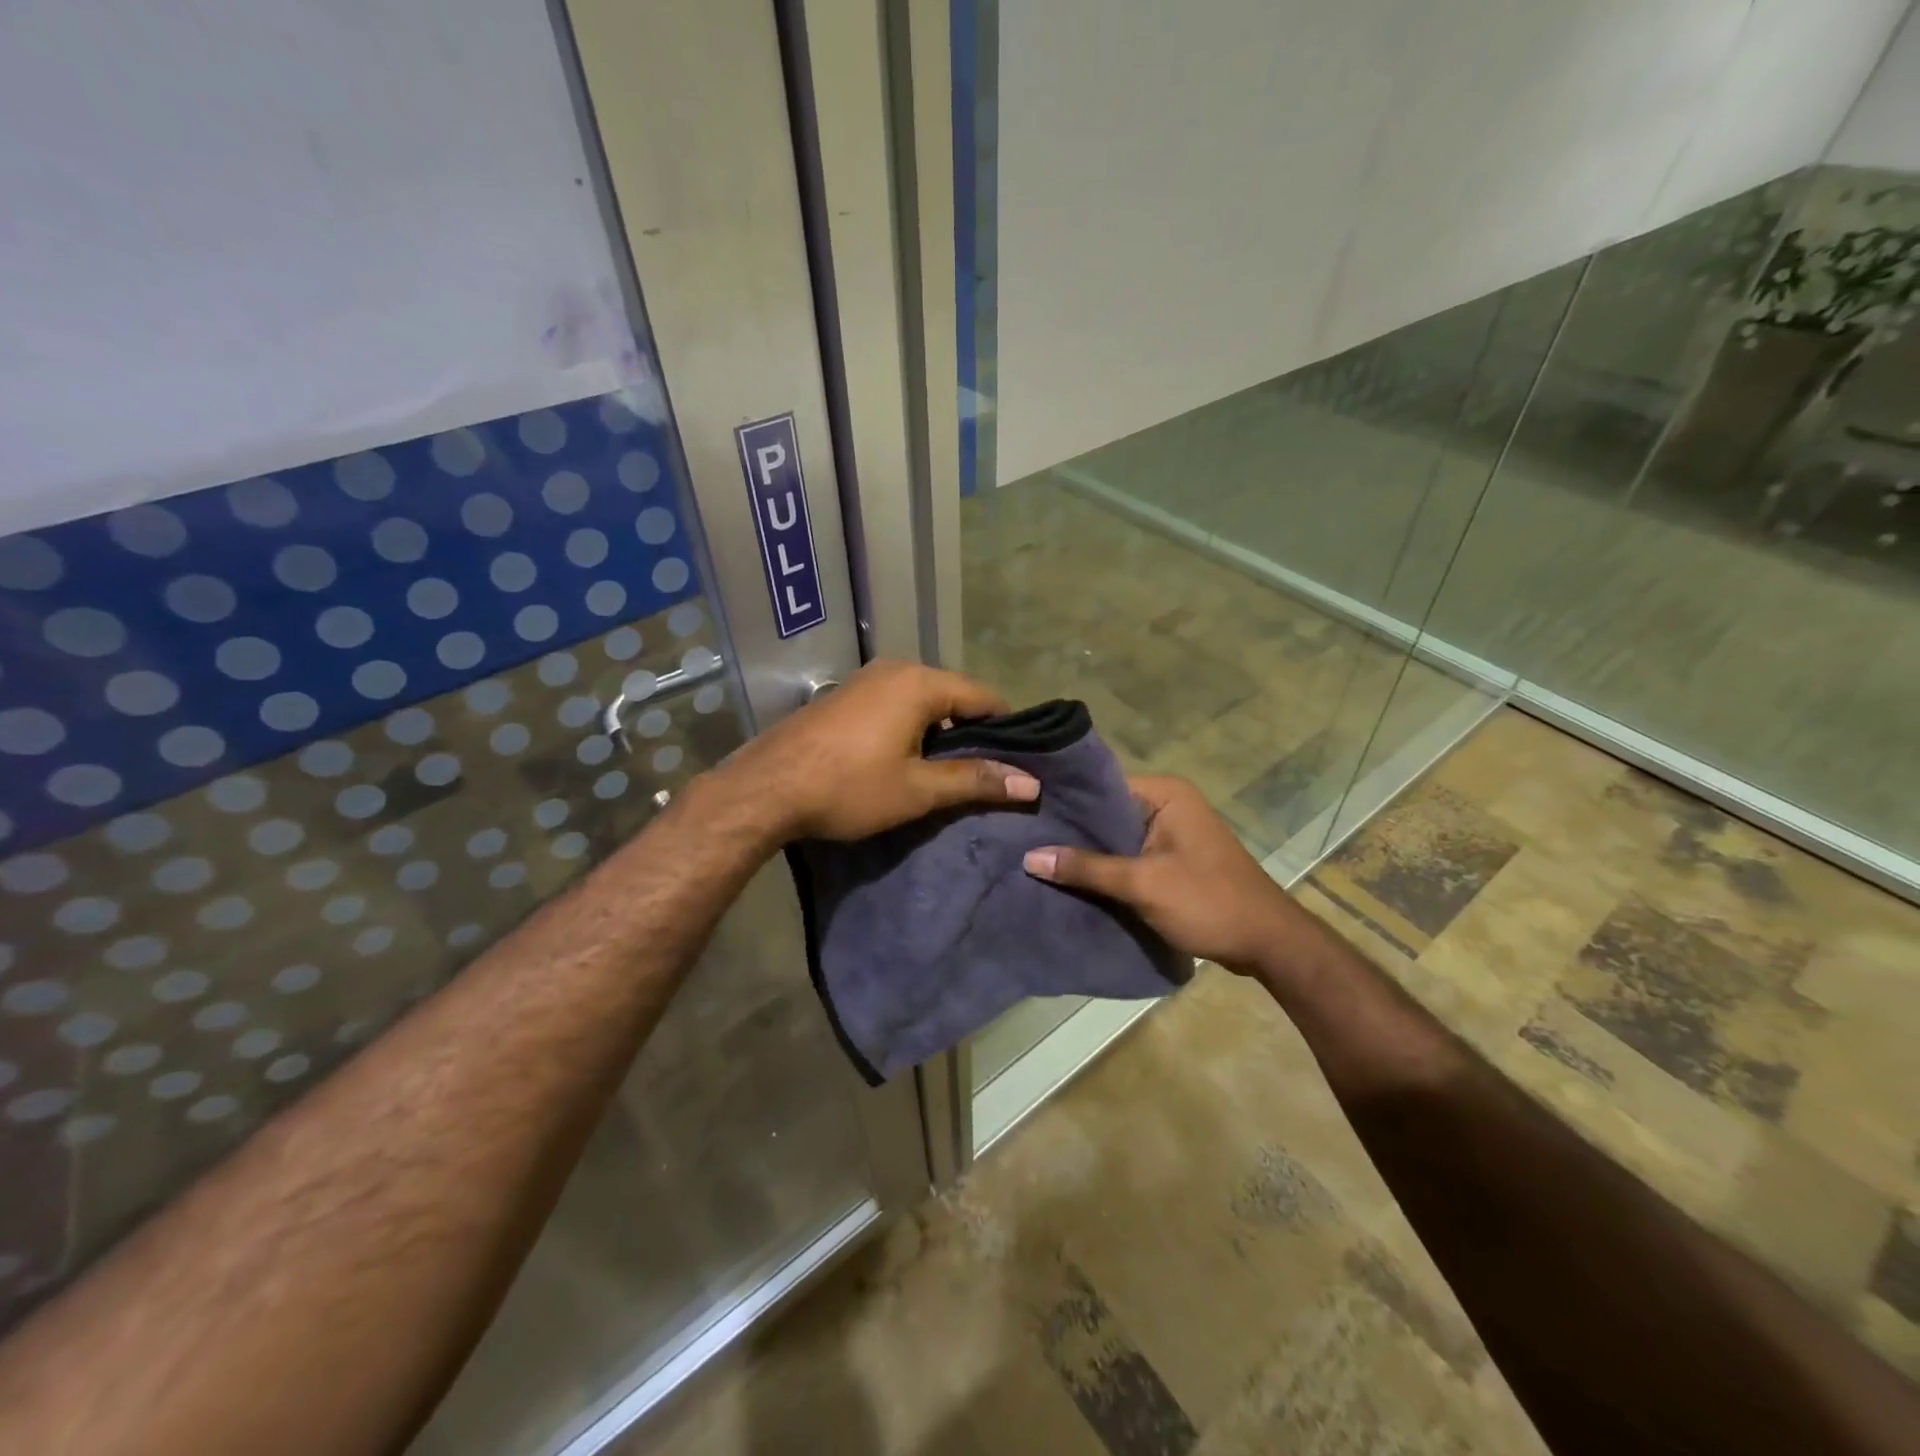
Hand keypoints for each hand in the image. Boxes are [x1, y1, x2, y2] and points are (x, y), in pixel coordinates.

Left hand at [726, 659, 1039, 841]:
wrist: (766, 788)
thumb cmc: (849, 787)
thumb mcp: (917, 790)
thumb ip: (974, 780)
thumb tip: (1029, 784)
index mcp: (920, 683)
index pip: (983, 697)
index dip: (1006, 729)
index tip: (1018, 760)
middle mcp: (895, 669)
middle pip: (952, 694)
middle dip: (971, 730)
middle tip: (984, 771)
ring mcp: (865, 679)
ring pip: (922, 699)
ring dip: (939, 730)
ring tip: (948, 770)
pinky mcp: (844, 696)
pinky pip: (894, 703)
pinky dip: (910, 725)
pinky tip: (905, 757)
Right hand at [1022, 775, 1301, 973]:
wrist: (1268, 943)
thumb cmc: (1208, 902)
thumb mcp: (1142, 884)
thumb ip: (1086, 868)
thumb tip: (1030, 856)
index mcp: (1166, 793)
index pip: (1102, 786)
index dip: (1066, 802)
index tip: (1027, 814)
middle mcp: (1169, 804)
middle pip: (1107, 813)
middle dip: (1073, 831)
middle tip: (1024, 840)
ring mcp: (1173, 832)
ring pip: (1117, 837)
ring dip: (1089, 853)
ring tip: (1039, 860)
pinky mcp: (1174, 858)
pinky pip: (1131, 855)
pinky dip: (1109, 868)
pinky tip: (1074, 880)